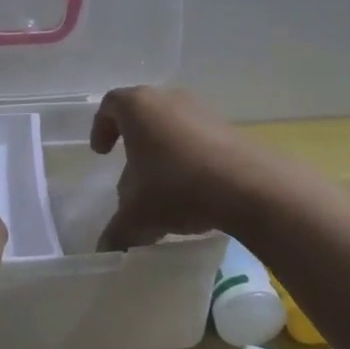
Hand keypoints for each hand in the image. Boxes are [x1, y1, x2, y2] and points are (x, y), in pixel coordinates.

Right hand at [89, 86, 255, 250]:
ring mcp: (203, 111)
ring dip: (165, 151)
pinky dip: (191, 159)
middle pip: (145, 114)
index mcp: (138, 107)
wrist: (248, 186)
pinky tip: (194, 191)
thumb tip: (106, 249)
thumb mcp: (137, 215)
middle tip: (131, 170)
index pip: (111, 106)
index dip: (101, 127)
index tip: (101, 153)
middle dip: (135, 142)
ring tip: (163, 186)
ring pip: (174, 126)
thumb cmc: (176, 186)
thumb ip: (117, 231)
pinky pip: (200, 139)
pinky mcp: (230, 128)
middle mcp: (170, 99)